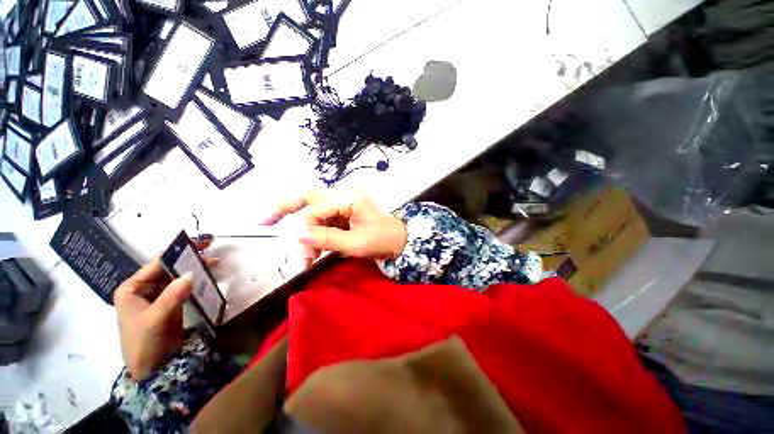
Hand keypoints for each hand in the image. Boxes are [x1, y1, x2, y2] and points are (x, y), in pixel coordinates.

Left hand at [114, 256, 213, 381]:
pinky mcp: (171, 303)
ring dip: (194, 269)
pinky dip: (196, 281)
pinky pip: (184, 287)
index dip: (175, 254)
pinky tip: (209, 275)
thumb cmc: (143, 343)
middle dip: (188, 259)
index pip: (155, 265)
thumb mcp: (155, 319)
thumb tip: (191, 274)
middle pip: (168, 269)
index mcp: (132, 289)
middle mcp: (144, 289)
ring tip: (214, 262)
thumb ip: (172, 296)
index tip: (196, 245)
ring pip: (178, 277)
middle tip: (209, 249)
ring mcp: (159, 296)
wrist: (152, 368)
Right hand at [263, 189, 407, 261]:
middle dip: (283, 208)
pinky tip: (313, 253)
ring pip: (311, 210)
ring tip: (304, 258)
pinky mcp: (340, 214)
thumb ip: (327, 238)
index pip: (315, 209)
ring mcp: (340, 204)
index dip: (305, 229)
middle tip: (261, 222)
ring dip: (301, 230)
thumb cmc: (382, 240)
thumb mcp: (356, 243)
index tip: (302, 252)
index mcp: (348, 198)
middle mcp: (341, 195)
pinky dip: (313, 236)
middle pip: (307, 196)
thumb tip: (298, 235)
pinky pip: (320, 221)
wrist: (398, 240)